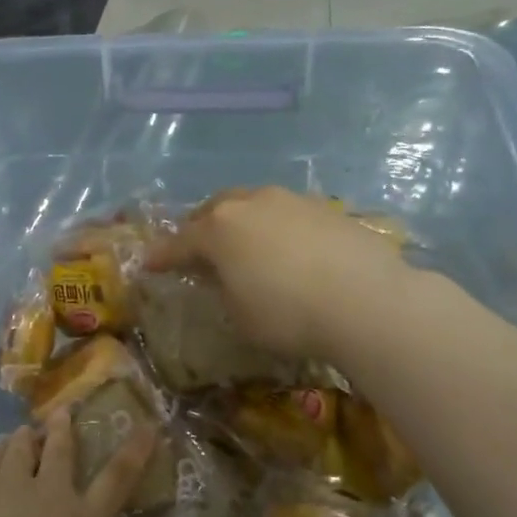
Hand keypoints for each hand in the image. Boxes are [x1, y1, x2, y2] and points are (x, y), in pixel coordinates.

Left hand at [0, 413, 155, 516]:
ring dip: (24, 438)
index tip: (146, 426)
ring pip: (20, 448)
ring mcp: (10, 482)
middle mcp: (51, 493)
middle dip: (64, 428)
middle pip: (62, 450)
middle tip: (63, 411)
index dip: (135, 452)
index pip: (117, 480)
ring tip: (24, 430)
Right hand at [147, 187, 407, 361]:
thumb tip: (224, 277)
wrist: (367, 301)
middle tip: (196, 248)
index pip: (179, 242)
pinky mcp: (326, 208)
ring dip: (240, 222)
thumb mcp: (240, 316)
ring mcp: (291, 200)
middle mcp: (251, 203)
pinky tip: (287, 249)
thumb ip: (222, 290)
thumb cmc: (288, 315)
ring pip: (253, 204)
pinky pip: (286, 214)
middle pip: (214, 210)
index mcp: (219, 229)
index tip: (149, 265)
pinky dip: (276, 228)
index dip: (162, 256)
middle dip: (199, 227)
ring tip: (243, 245)